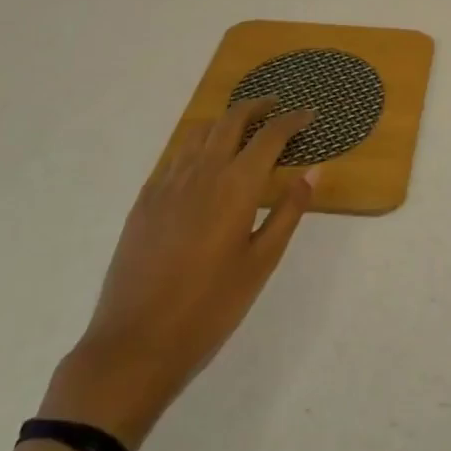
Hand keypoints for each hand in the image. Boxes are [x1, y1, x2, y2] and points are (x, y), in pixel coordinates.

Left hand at [38, 99, 317, 446]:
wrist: (136, 343)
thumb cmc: (210, 307)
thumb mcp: (261, 262)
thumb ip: (289, 211)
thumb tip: (314, 170)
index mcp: (236, 185)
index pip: (270, 136)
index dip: (292, 120)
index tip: (308, 114)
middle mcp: (202, 171)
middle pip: (231, 120)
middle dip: (257, 107)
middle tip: (276, 107)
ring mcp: (168, 182)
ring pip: (200, 131)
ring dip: (225, 120)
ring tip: (242, 128)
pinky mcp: (145, 199)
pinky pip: (176, 154)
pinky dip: (198, 143)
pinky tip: (204, 162)